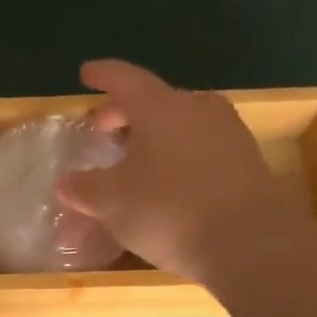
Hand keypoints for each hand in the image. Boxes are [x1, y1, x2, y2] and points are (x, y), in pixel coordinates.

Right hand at [56, 60, 304, 284]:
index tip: (86, 73)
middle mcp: (198, 110)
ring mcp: (228, 134)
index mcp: (160, 108)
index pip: (125, 80)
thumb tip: (66, 181)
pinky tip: (163, 185)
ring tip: (131, 162)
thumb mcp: (111, 201)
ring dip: (153, 139)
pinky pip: (199, 151)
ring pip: (180, 126)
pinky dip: (175, 160)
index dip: (103, 76)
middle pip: (155, 102)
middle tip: (102, 131)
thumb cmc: (169, 209)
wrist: (250, 243)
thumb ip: (83, 187)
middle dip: (124, 115)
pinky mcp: (246, 163)